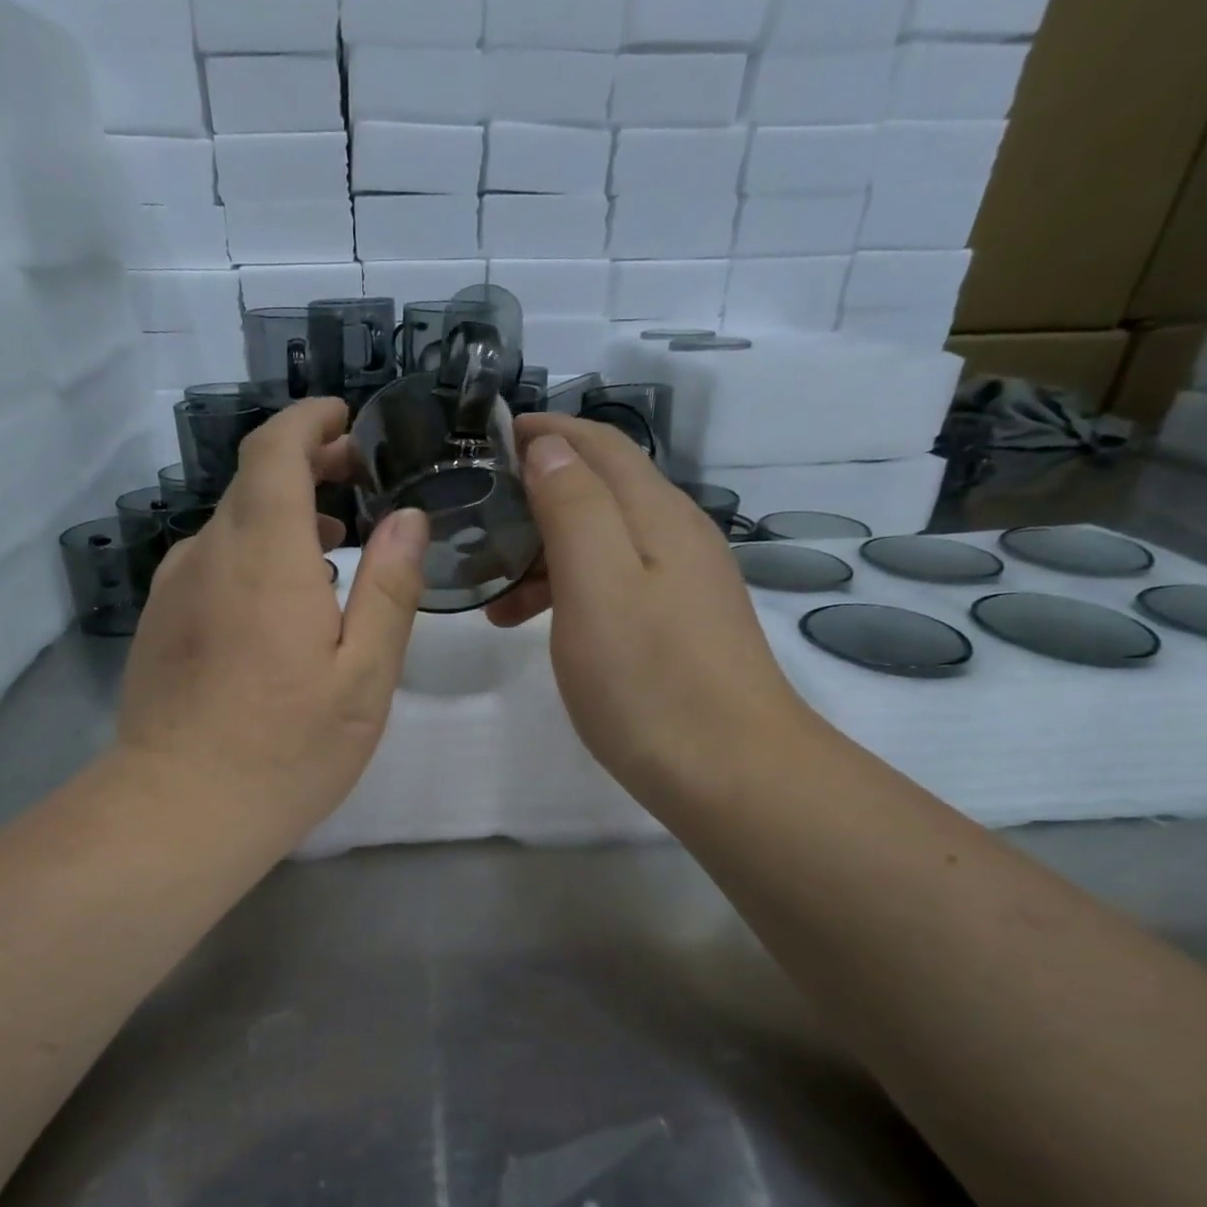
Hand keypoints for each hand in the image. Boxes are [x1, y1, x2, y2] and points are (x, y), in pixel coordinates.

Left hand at [117, 398, 428, 848]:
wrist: (180, 810)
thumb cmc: (288, 748)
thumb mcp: (364, 676)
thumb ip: (389, 589)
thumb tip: (406, 519)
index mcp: (264, 556)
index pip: (275, 449)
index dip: (309, 421)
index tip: (346, 421)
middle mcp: (209, 555)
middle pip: (252, 481)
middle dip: (306, 466)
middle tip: (358, 483)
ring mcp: (175, 589)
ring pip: (231, 525)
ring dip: (281, 517)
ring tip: (332, 547)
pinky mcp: (160, 622)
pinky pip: (210, 563)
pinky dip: (251, 554)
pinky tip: (281, 602)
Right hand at [486, 415, 811, 811]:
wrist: (731, 774)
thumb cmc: (650, 681)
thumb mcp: (596, 586)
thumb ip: (573, 508)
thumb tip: (549, 448)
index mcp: (656, 515)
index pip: (598, 445)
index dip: (544, 432)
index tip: (484, 440)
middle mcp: (676, 536)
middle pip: (600, 490)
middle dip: (535, 493)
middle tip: (475, 521)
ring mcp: (681, 584)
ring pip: (602, 541)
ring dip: (545, 552)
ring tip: (491, 593)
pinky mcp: (677, 626)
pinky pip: (613, 583)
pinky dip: (568, 590)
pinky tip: (540, 625)